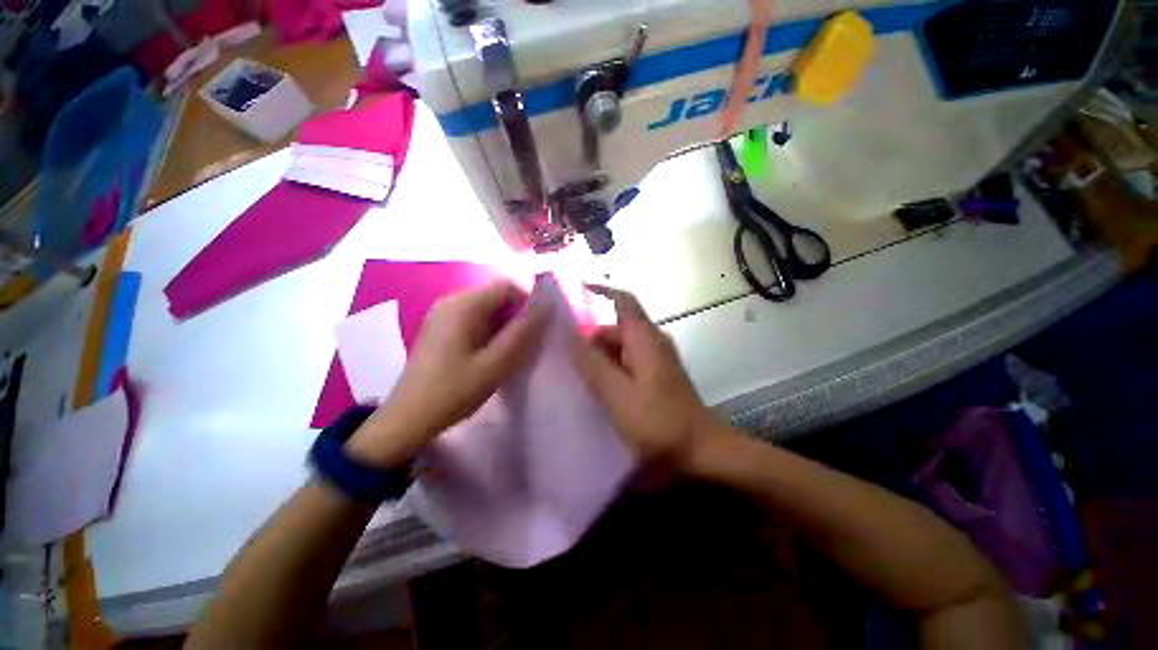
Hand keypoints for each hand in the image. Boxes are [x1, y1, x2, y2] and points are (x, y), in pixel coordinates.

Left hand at [346, 279, 548, 467]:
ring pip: (486, 309)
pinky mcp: (440, 327)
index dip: (526, 302)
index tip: (533, 330)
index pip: (507, 285)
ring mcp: (443, 314)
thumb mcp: (495, 364)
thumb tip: (546, 306)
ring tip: (504, 354)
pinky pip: (473, 319)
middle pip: (496, 296)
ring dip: (502, 326)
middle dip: (514, 317)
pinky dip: (488, 331)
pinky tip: (486, 355)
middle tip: (520, 347)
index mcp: (464, 305)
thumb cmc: (454, 390)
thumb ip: (522, 333)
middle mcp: (451, 301)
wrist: (408, 418)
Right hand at [572, 285, 727, 472]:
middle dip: (590, 339)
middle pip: (616, 328)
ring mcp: (656, 360)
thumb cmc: (659, 422)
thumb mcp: (618, 394)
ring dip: (598, 357)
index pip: (623, 301)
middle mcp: (652, 342)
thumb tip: (571, 336)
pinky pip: (627, 363)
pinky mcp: (656, 376)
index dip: (600, 291)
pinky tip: (595, 388)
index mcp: (645, 338)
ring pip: (620, 348)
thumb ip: (593, 364)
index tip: (575, 292)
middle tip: (563, 358)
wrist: (703, 451)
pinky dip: (610, 369)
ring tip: (574, 376)